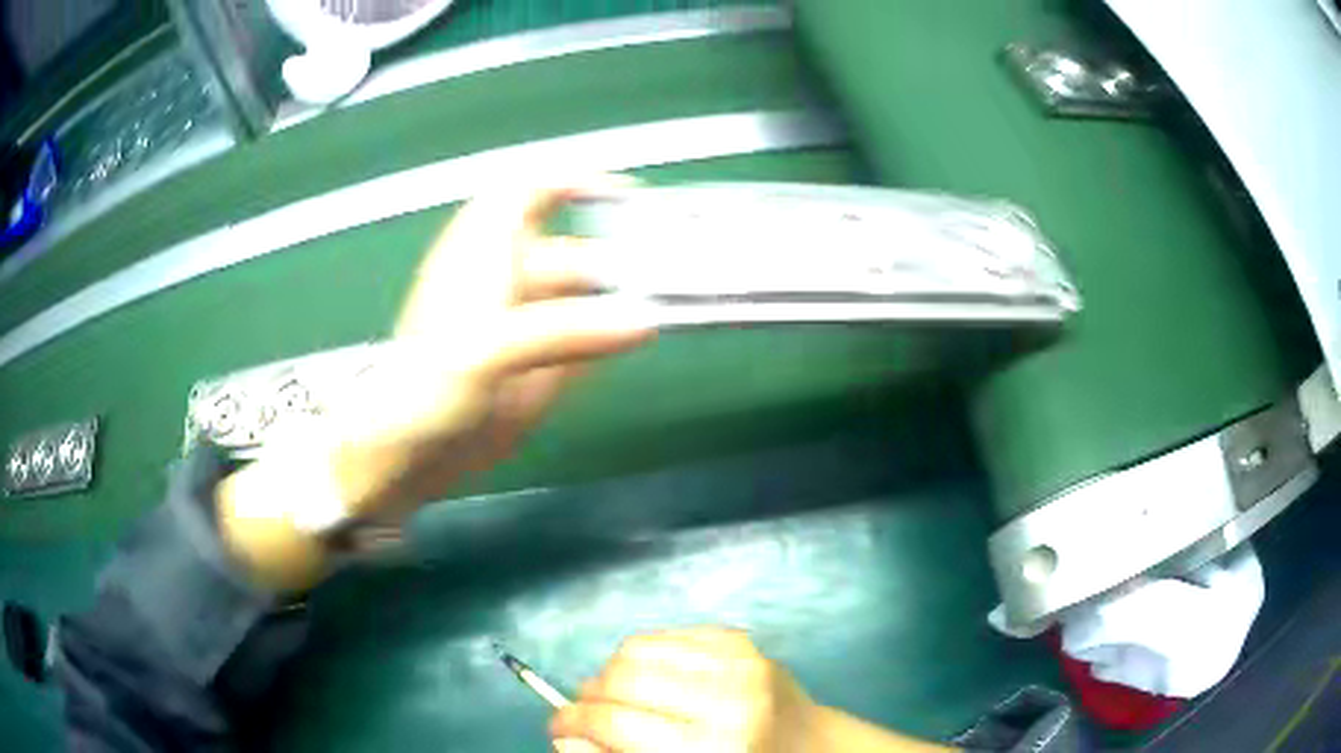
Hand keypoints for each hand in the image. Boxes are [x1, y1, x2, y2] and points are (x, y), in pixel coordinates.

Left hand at [321, 176, 653, 518]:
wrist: (404, 460)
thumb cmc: (423, 392)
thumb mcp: (484, 352)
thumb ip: (563, 332)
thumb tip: (641, 322)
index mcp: (481, 254)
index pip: (528, 193)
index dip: (573, 182)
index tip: (626, 195)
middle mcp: (505, 282)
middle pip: (572, 251)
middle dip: (618, 255)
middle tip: (671, 273)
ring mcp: (522, 327)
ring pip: (582, 298)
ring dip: (622, 299)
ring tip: (668, 305)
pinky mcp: (534, 367)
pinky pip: (583, 340)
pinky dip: (609, 337)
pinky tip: (634, 340)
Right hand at [551, 628, 823, 752]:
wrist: (810, 747)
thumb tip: (564, 736)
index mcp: (711, 747)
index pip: (613, 721)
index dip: (572, 723)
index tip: (557, 727)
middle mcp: (725, 698)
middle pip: (620, 677)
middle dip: (588, 696)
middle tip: (584, 712)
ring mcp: (737, 661)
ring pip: (636, 648)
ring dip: (612, 672)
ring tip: (616, 695)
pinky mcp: (740, 640)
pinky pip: (666, 635)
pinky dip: (645, 655)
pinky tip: (652, 678)